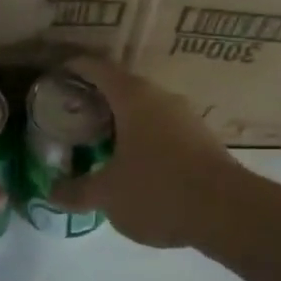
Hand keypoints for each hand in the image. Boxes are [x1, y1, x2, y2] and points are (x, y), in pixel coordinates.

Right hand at [51, 57, 243, 249]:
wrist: (229, 213)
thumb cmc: (158, 190)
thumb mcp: (107, 194)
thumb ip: (76, 191)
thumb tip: (50, 193)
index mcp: (132, 96)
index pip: (96, 67)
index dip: (72, 67)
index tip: (54, 76)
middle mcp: (160, 97)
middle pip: (120, 86)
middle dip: (94, 98)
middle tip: (70, 115)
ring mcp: (185, 118)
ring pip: (143, 109)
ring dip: (120, 120)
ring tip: (97, 140)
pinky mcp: (201, 140)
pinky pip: (161, 129)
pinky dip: (141, 138)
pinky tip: (131, 163)